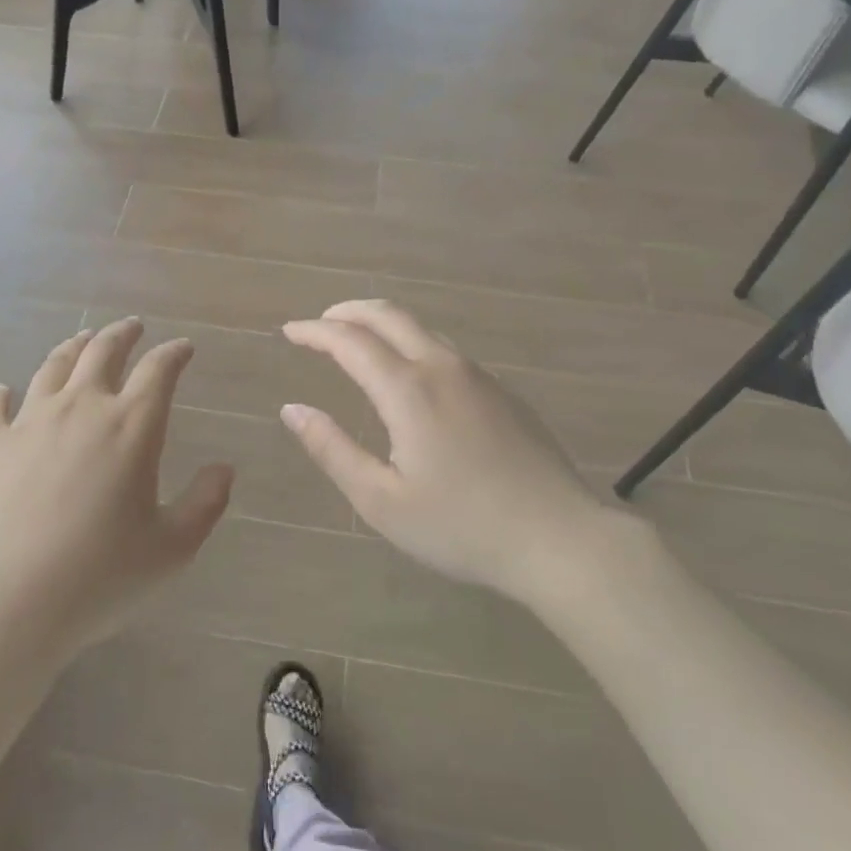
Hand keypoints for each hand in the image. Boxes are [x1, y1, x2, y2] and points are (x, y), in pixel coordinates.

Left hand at [0, 318, 232, 662]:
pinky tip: (4, 392)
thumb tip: (224, 468)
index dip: (174, 353)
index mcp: (130, 426)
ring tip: (82, 340)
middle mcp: (81, 409)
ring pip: (52, 367)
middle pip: (102, 351)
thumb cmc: (100, 576)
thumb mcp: (172, 548)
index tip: (184, 348)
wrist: (6, 604)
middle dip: (123, 334)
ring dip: (72, 347)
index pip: (159, 370)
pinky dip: (3, 396)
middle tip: (133, 326)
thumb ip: (205, 503)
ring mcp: (29, 423)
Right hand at [281, 301, 632, 604]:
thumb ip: (332, 449)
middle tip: (320, 323)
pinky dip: (411, 343)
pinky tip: (409, 374)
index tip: (290, 332)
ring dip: (382, 324)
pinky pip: (445, 350)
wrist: (560, 538)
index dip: (315, 331)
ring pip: (421, 328)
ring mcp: (478, 376)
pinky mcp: (502, 391)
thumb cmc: (461, 526)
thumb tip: (292, 409)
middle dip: (348, 311)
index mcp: (408, 390)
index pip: (350, 341)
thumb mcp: (382, 500)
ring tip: (358, 341)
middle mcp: (442, 367)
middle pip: (389, 315)